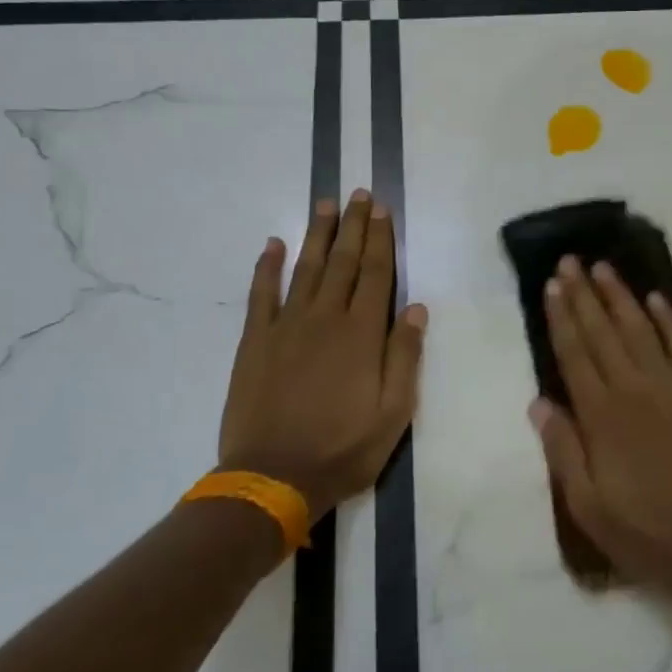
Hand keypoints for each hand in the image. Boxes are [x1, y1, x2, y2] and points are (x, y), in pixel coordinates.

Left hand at [218, 191, 427, 519]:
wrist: (273, 477)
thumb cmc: (344, 447)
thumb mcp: (395, 411)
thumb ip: (405, 355)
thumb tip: (415, 307)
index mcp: (362, 334)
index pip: (376, 274)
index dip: (381, 239)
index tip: (382, 209)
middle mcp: (325, 318)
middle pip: (344, 262)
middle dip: (354, 226)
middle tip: (358, 194)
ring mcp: (286, 327)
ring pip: (306, 269)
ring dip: (318, 235)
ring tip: (325, 205)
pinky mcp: (255, 342)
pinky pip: (261, 295)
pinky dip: (266, 267)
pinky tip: (273, 245)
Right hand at [529, 256, 671, 598]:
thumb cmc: (644, 531)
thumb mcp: (587, 504)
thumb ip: (562, 449)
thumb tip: (539, 402)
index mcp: (602, 416)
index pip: (575, 354)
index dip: (561, 318)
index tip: (551, 286)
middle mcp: (634, 389)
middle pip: (603, 332)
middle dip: (584, 294)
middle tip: (570, 261)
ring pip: (641, 329)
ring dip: (621, 296)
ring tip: (604, 268)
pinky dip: (669, 320)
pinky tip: (656, 299)